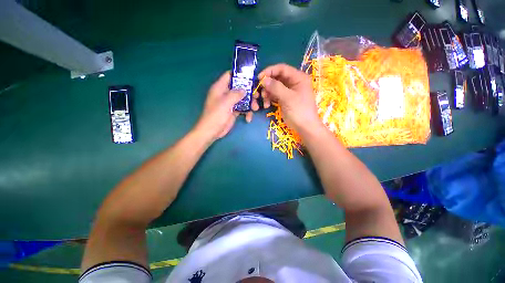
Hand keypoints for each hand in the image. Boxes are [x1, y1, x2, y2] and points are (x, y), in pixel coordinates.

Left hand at [193, 71, 248, 141]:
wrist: (212, 131)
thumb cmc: (216, 115)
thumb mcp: (225, 103)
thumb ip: (235, 94)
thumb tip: (245, 89)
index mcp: (220, 88)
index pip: (229, 76)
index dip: (239, 75)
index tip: (251, 78)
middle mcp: (225, 94)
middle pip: (239, 88)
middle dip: (249, 91)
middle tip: (257, 95)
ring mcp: (230, 103)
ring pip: (243, 99)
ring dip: (250, 103)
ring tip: (255, 108)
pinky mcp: (233, 111)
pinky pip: (243, 108)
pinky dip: (247, 112)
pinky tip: (248, 118)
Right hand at [259, 64, 322, 134]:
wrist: (304, 127)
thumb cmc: (299, 111)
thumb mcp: (288, 98)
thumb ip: (276, 87)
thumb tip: (263, 79)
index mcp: (298, 78)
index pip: (282, 69)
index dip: (269, 71)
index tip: (259, 78)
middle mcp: (293, 82)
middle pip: (276, 78)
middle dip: (267, 85)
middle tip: (259, 93)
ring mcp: (288, 91)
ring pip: (274, 87)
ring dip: (267, 93)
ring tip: (264, 102)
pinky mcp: (284, 99)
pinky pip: (274, 95)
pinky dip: (269, 99)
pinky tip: (266, 105)